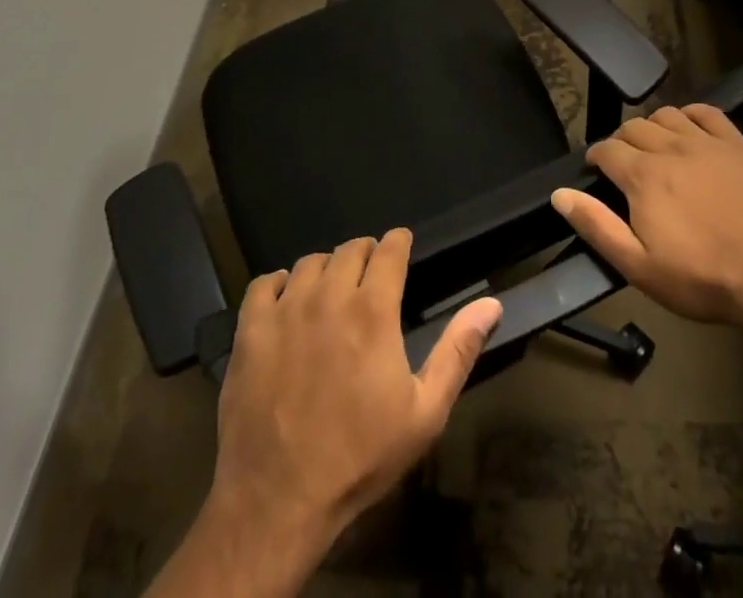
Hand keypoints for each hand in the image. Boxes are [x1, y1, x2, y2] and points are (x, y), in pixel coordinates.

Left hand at [206, 228, 501, 562]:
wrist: (278, 501)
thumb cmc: (360, 457)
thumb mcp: (425, 413)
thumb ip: (458, 351)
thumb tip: (491, 305)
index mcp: (373, 310)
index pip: (389, 249)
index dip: (398, 242)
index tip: (402, 245)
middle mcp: (329, 295)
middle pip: (349, 249)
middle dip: (365, 254)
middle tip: (370, 276)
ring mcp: (285, 310)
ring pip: (309, 263)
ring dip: (326, 269)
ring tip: (331, 292)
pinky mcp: (250, 330)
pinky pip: (264, 284)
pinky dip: (278, 285)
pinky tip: (286, 304)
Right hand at [551, 103, 742, 327]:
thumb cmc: (701, 278)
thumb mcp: (639, 266)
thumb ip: (596, 226)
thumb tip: (560, 194)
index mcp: (643, 175)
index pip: (606, 149)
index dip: (597, 158)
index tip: (597, 171)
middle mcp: (670, 147)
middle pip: (633, 127)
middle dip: (622, 142)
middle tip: (626, 167)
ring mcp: (707, 142)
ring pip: (666, 114)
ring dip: (653, 127)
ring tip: (655, 149)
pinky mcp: (737, 145)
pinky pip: (706, 112)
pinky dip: (690, 115)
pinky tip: (689, 130)